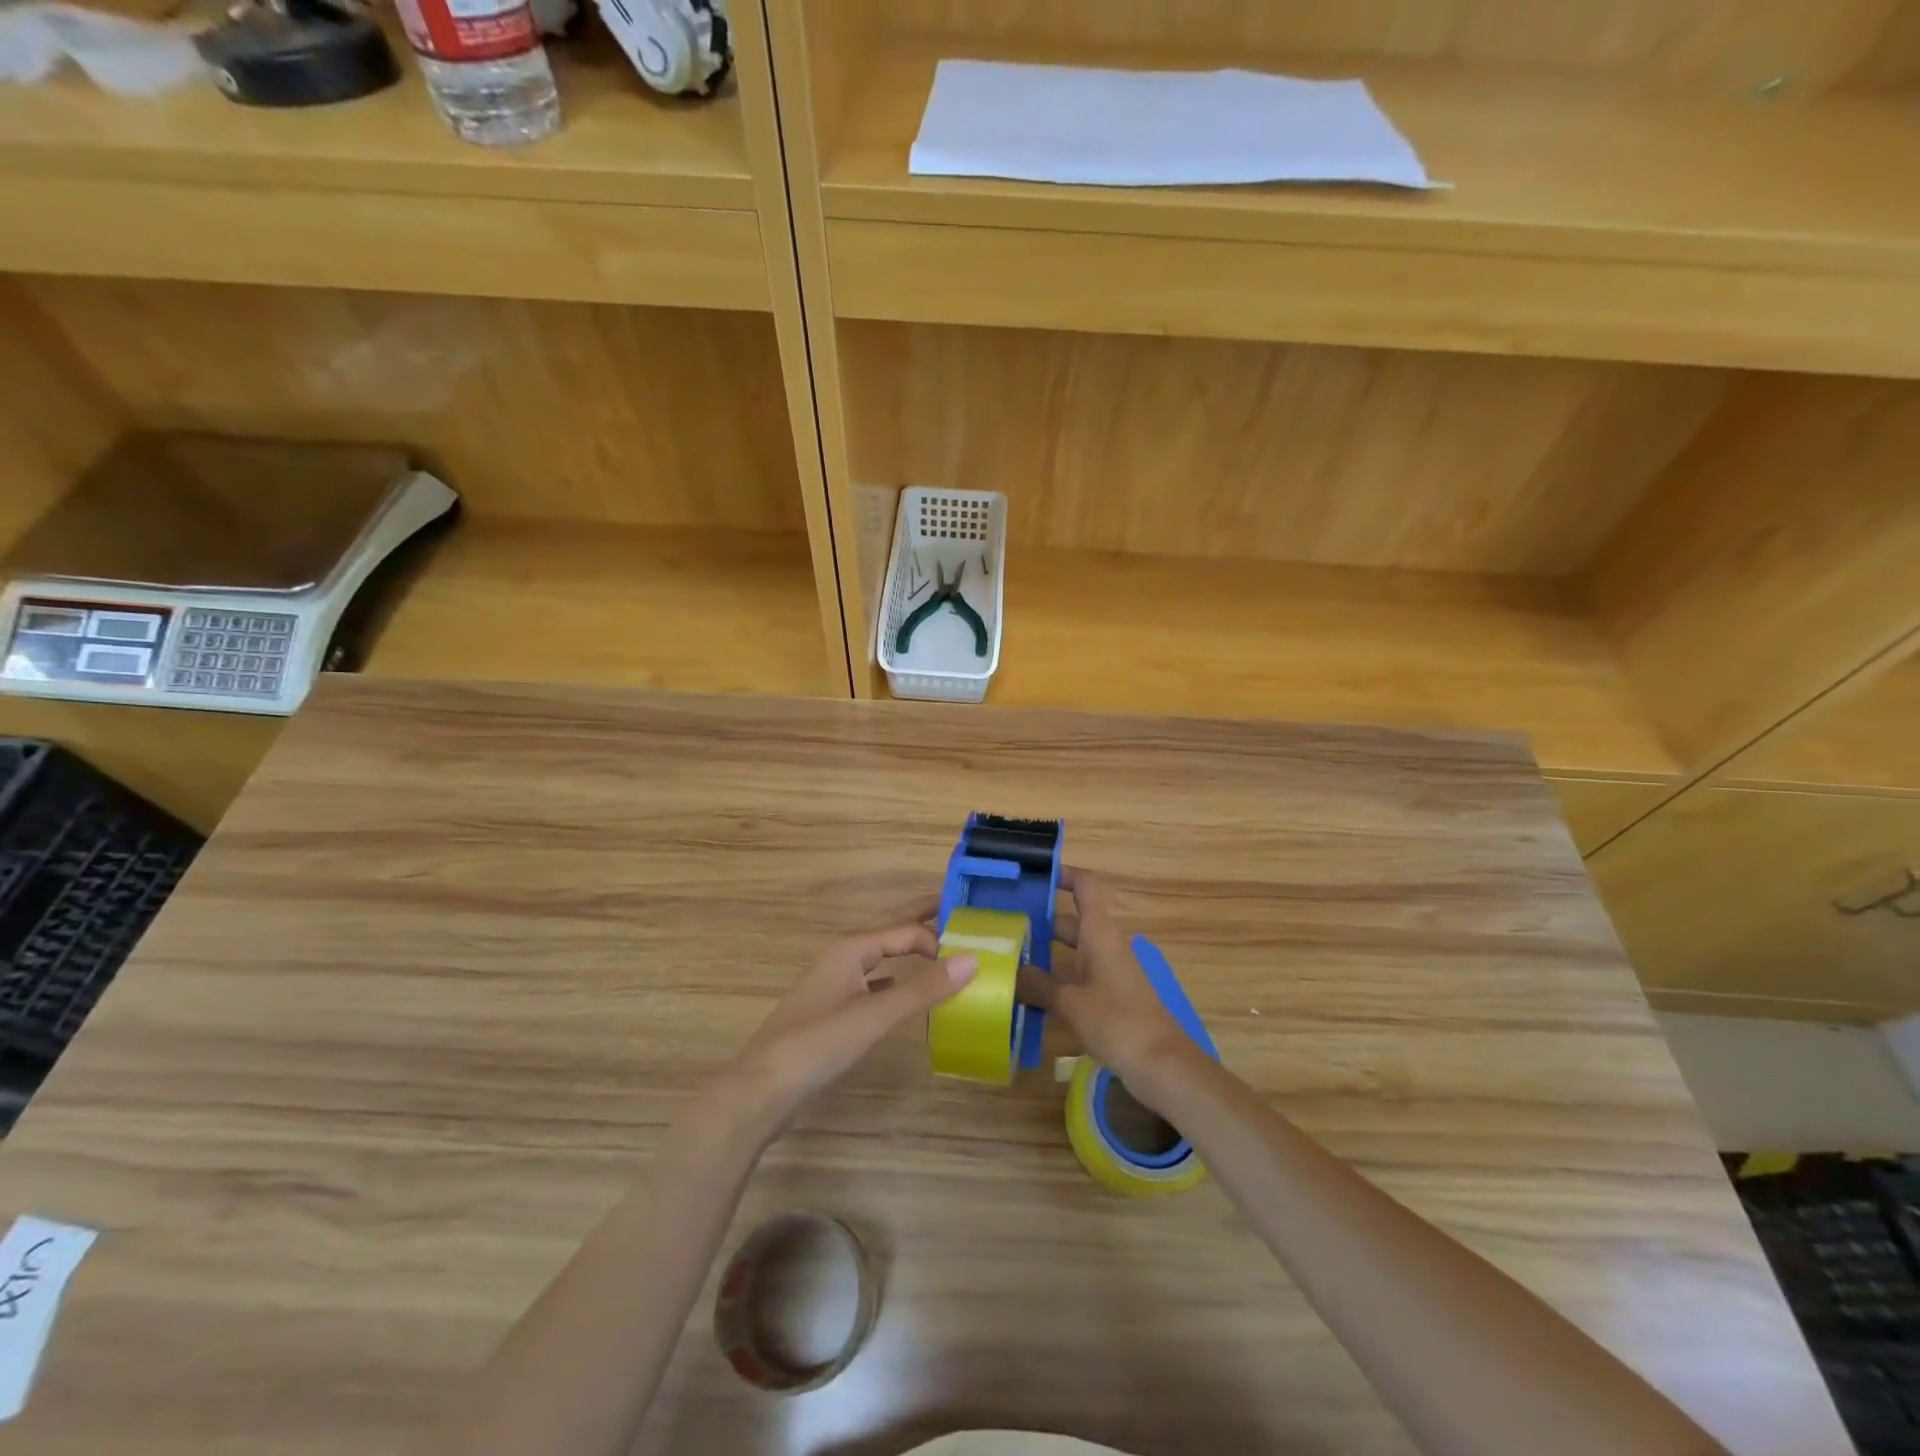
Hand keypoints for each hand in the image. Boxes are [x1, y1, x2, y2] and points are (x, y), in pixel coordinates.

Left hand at [726, 895, 977, 1135]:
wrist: (762, 1089)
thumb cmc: (818, 1044)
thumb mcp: (875, 1016)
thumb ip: (924, 989)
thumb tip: (973, 958)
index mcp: (850, 949)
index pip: (903, 930)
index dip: (936, 937)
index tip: (971, 951)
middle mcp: (841, 957)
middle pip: (886, 929)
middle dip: (917, 918)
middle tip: (954, 908)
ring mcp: (833, 984)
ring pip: (877, 954)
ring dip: (904, 946)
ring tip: (936, 946)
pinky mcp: (830, 1010)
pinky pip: (869, 980)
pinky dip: (890, 976)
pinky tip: (899, 987)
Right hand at [1017, 867, 1194, 1100]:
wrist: (1161, 1063)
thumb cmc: (1116, 1020)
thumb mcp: (1069, 1001)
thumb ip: (1038, 983)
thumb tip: (1010, 970)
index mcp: (1099, 932)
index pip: (1084, 886)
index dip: (1063, 874)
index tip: (1033, 874)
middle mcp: (1104, 944)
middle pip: (1071, 920)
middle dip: (1040, 919)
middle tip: (1003, 923)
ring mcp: (1108, 971)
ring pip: (1072, 950)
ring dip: (1044, 952)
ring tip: (1007, 957)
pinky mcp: (1109, 996)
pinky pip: (1076, 975)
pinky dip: (1055, 979)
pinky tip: (1028, 994)